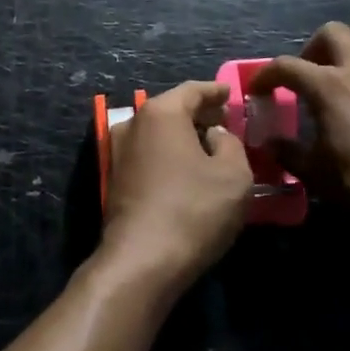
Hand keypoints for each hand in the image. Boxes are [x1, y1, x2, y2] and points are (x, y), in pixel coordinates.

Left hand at [101, 81, 252, 295]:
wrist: (142, 260)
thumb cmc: (193, 210)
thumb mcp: (234, 175)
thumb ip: (231, 143)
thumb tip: (215, 135)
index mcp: (161, 113)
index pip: (193, 90)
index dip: (215, 91)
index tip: (230, 93)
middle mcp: (134, 123)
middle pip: (172, 108)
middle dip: (199, 113)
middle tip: (224, 120)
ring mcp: (118, 150)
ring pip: (158, 132)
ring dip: (183, 135)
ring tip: (209, 145)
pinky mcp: (115, 178)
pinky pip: (149, 153)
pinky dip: (169, 153)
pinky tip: (187, 169)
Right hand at [253, 23, 349, 254]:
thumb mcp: (315, 172)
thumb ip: (288, 152)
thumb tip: (270, 143)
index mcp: (329, 86)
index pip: (286, 66)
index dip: (266, 75)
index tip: (258, 90)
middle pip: (332, 33)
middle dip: (312, 48)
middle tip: (306, 74)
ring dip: (345, 53)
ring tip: (337, 81)